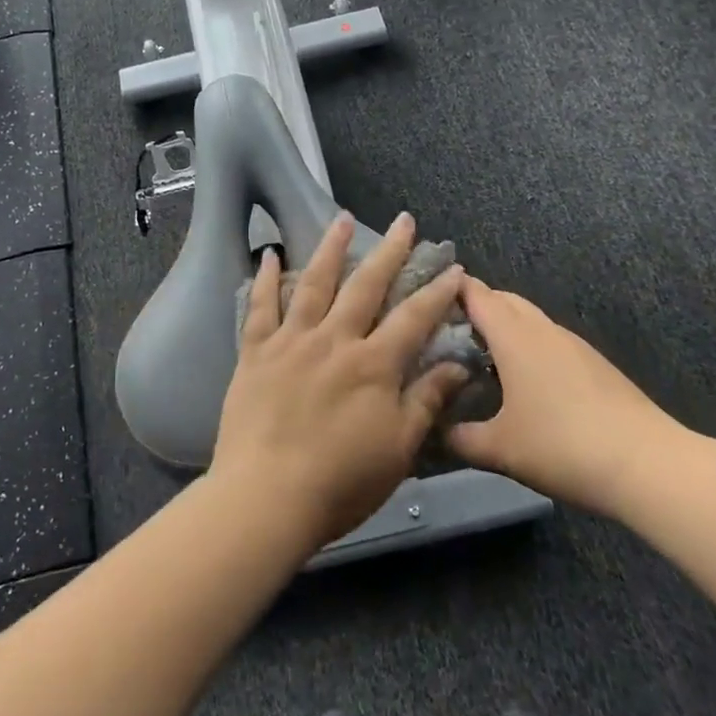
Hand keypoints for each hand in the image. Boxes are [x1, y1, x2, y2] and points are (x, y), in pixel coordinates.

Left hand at [209, 212, 467, 550]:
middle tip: (404, 220)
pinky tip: (269, 254)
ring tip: (341, 218)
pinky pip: (260, 307)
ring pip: (314, 283)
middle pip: (366, 285)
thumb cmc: (340, 483)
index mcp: (373, 365)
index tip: (454, 268)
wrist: (266, 497)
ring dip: (330, 247)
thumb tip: (459, 365)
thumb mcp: (398, 448)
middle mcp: (334, 340)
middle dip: (389, 250)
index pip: (414, 318)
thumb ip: (426, 401)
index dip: (437, 291)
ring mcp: (292, 341)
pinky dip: (266, 279)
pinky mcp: (256, 352)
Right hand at [447, 278, 688, 516]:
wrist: (648, 464)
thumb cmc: (563, 446)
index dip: (449, 289)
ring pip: (529, 318)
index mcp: (514, 336)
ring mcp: (572, 344)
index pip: (476, 294)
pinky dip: (527, 345)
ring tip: (479, 355)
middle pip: (504, 299)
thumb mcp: (500, 449)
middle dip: (475, 305)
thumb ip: (460, 438)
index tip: (424, 295)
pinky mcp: (594, 363)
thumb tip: (433, 430)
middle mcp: (542, 329)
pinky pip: (548, 339)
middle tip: (446, 330)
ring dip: (504, 327)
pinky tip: (523, 381)